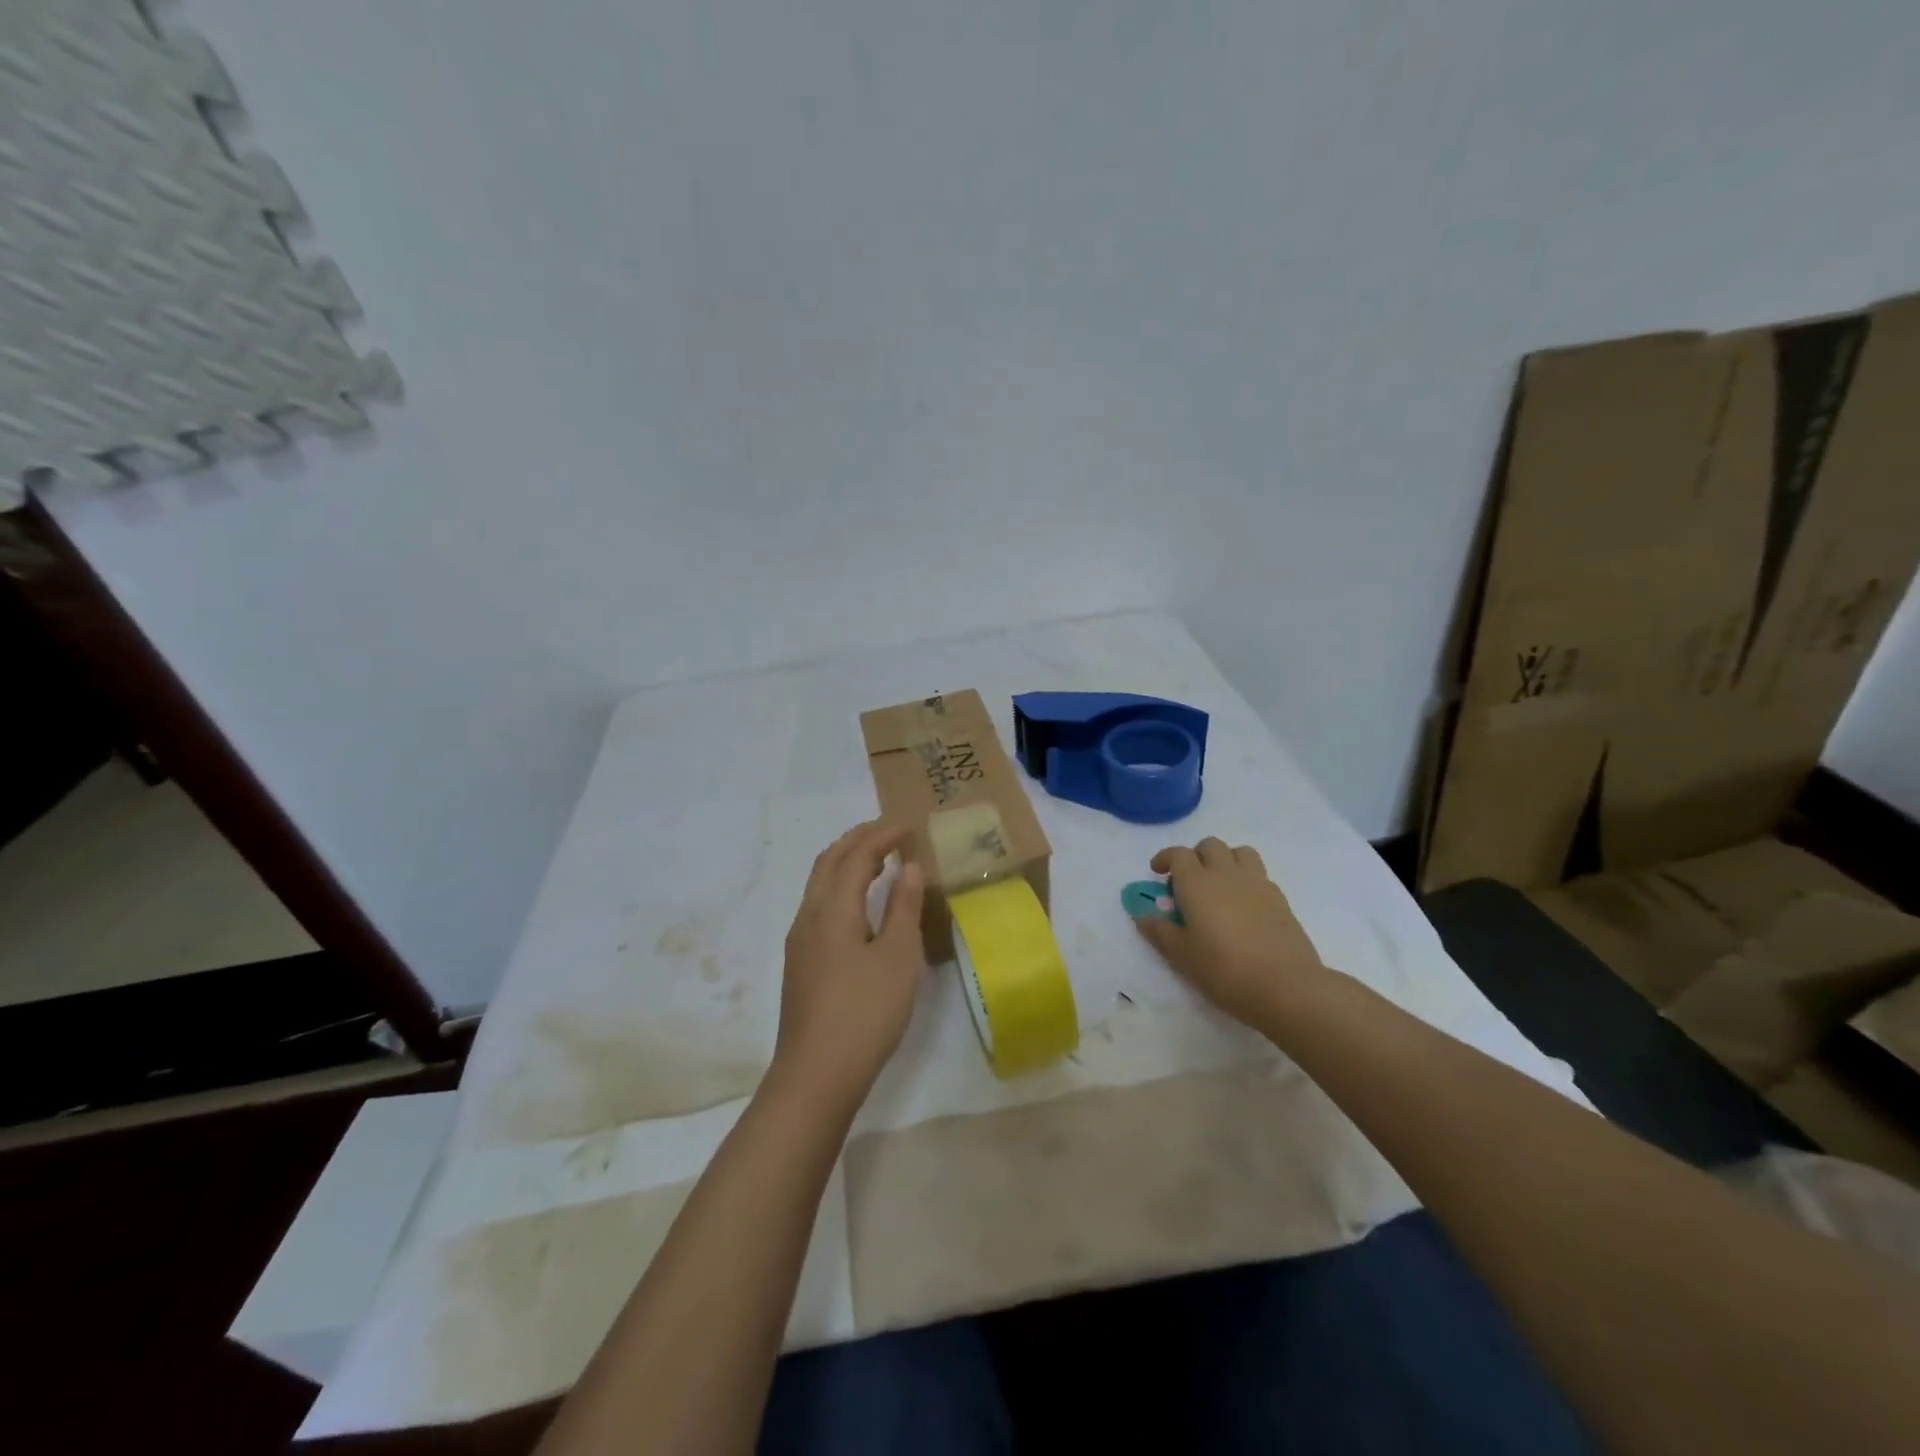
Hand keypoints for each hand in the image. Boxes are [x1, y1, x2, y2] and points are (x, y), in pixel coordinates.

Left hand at [773, 820, 927, 1111]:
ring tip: (877, 860)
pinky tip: (858, 905)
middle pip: (829, 861)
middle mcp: (809, 915)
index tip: (908, 826)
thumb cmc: (864, 1012)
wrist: (816, 1074)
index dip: (882, 836)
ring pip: (819, 883)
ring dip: (846, 862)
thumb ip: (903, 908)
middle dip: (858, 840)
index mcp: (833, 908)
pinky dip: (840, 886)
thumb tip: (908, 867)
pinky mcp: (800, 961)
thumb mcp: (897, 957)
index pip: (856, 856)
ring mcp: (800, 940)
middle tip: (889, 832)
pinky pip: (819, 904)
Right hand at [1134, 837, 1329, 1028]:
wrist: (1286, 986)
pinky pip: (1259, 875)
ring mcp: (1257, 883)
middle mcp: (1226, 874)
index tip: (1158, 872)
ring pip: (1240, 852)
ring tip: (1219, 886)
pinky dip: (1246, 880)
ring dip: (1225, 860)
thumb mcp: (1181, 955)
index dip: (1165, 858)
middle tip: (1188, 882)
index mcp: (1197, 882)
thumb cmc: (1224, 969)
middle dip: (1196, 856)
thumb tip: (1142, 915)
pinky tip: (1243, 907)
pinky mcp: (1280, 899)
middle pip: (1210, 845)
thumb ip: (1159, 931)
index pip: (1178, 854)